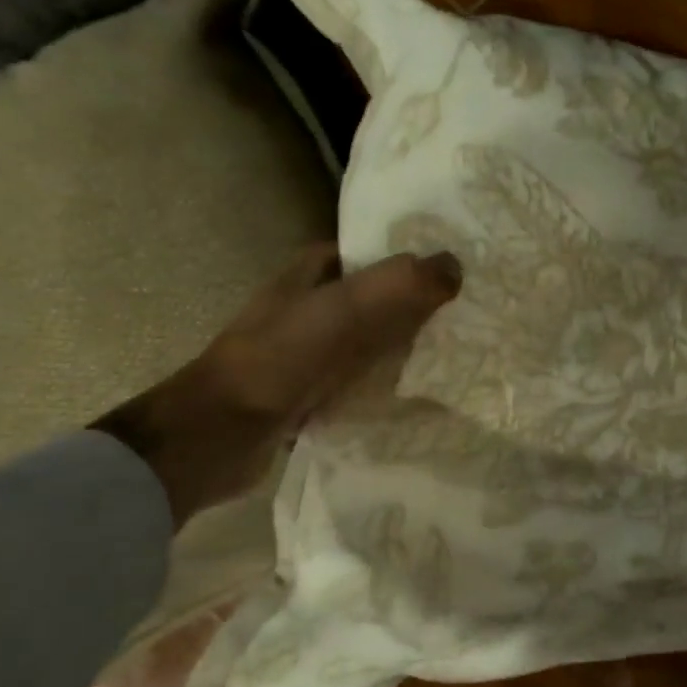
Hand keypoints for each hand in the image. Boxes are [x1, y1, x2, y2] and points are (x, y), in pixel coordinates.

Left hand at [96, 243, 460, 525]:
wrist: (220, 433)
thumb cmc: (282, 357)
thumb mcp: (347, 308)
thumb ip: (403, 283)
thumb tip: (456, 266)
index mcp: (310, 273)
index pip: (369, 253)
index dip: (409, 259)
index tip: (454, 272)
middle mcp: (308, 307)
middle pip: (374, 299)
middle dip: (414, 306)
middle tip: (465, 317)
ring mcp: (307, 353)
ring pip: (369, 341)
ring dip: (402, 347)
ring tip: (453, 353)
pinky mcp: (309, 394)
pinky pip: (359, 381)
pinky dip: (385, 384)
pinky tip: (417, 393)